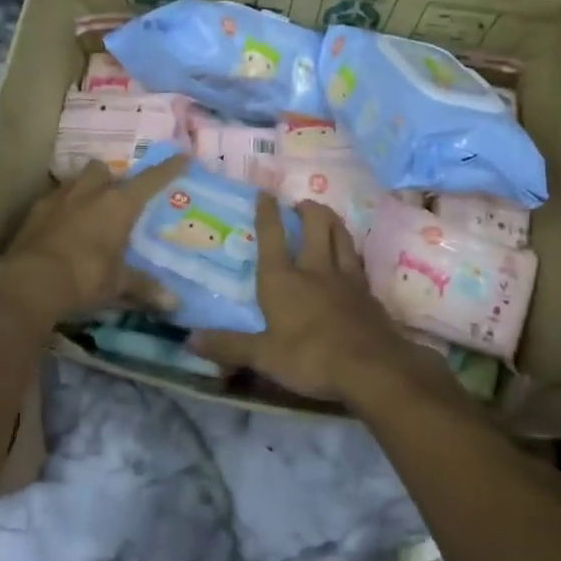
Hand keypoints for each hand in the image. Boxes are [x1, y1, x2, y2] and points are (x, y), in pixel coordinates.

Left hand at [0, 157, 187, 322]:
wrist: (29, 282)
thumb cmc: (85, 278)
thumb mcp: (118, 284)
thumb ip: (144, 288)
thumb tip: (174, 303)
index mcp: (118, 204)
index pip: (150, 180)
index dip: (168, 169)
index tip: (182, 157)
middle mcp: (90, 192)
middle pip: (103, 169)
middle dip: (110, 178)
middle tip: (115, 197)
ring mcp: (58, 198)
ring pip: (75, 179)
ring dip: (84, 189)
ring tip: (87, 209)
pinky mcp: (34, 210)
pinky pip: (52, 199)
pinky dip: (60, 208)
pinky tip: (61, 227)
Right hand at [191, 197, 444, 403]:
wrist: (371, 368)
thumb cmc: (310, 358)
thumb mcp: (264, 357)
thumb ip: (229, 346)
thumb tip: (189, 339)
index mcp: (282, 280)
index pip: (272, 237)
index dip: (267, 212)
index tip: (265, 192)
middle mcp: (314, 269)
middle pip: (315, 225)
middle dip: (307, 209)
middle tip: (300, 204)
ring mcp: (346, 278)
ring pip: (341, 236)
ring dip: (332, 221)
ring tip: (326, 215)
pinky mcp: (368, 292)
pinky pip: (357, 260)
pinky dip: (351, 250)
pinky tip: (350, 255)